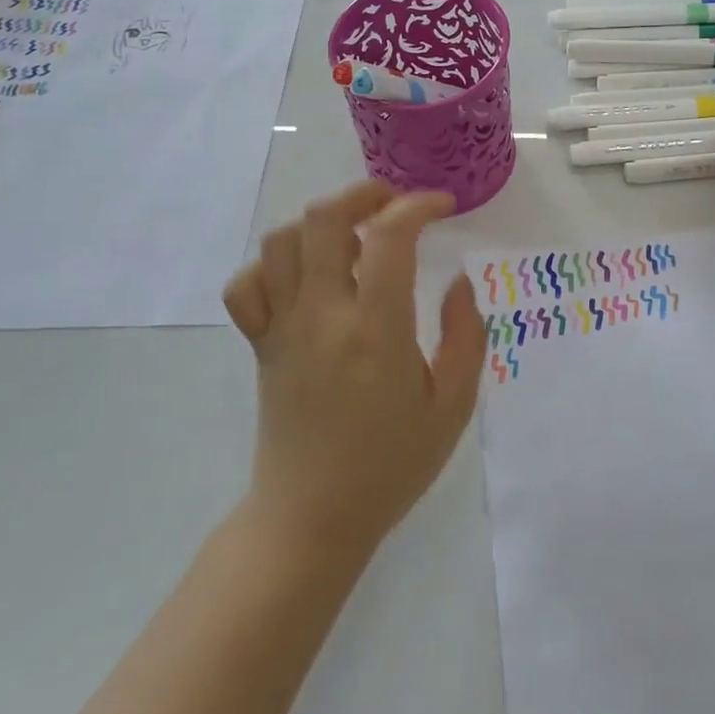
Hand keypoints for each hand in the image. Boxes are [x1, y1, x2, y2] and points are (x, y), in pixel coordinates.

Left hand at [223, 180, 484, 558]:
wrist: (312, 519)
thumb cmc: (391, 465)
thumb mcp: (453, 407)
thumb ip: (466, 337)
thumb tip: (459, 282)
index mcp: (376, 330)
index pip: (389, 237)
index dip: (418, 206)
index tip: (443, 207)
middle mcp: (322, 317)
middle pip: (323, 220)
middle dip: (363, 194)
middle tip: (394, 203)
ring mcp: (283, 329)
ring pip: (281, 242)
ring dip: (320, 223)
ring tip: (354, 238)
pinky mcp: (260, 345)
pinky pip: (248, 285)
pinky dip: (274, 265)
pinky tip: (305, 277)